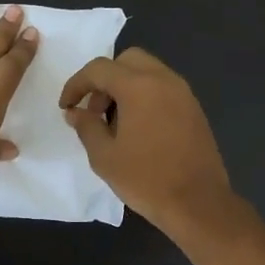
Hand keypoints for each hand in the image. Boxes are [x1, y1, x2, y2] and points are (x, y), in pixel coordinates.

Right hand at [59, 47, 233, 239]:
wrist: (198, 203)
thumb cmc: (146, 179)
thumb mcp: (104, 156)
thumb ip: (86, 127)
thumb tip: (75, 112)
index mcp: (139, 87)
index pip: (99, 69)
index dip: (76, 84)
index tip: (66, 106)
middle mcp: (164, 80)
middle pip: (127, 60)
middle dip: (104, 79)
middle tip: (94, 110)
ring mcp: (183, 93)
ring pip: (148, 72)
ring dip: (125, 87)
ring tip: (114, 123)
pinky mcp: (194, 109)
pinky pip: (163, 89)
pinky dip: (145, 96)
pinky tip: (138, 129)